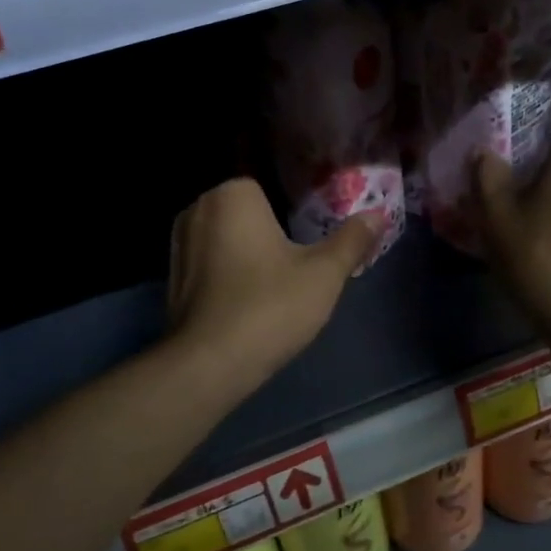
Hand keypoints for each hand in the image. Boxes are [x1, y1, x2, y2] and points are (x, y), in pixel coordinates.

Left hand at [167, 178, 381, 388]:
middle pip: (250, 213)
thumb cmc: (270, 307)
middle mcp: (198, 209)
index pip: (273, 187)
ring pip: (229, 239)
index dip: (297, 212)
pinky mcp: (172, 277)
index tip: (313, 238)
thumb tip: (378, 215)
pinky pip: (212, 263)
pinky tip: (250, 300)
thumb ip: (352, 239)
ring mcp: (179, 244)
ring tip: (278, 283)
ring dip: (249, 254)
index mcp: (232, 195)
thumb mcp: (324, 274)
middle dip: (273, 232)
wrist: (210, 364)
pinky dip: (230, 274)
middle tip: (302, 263)